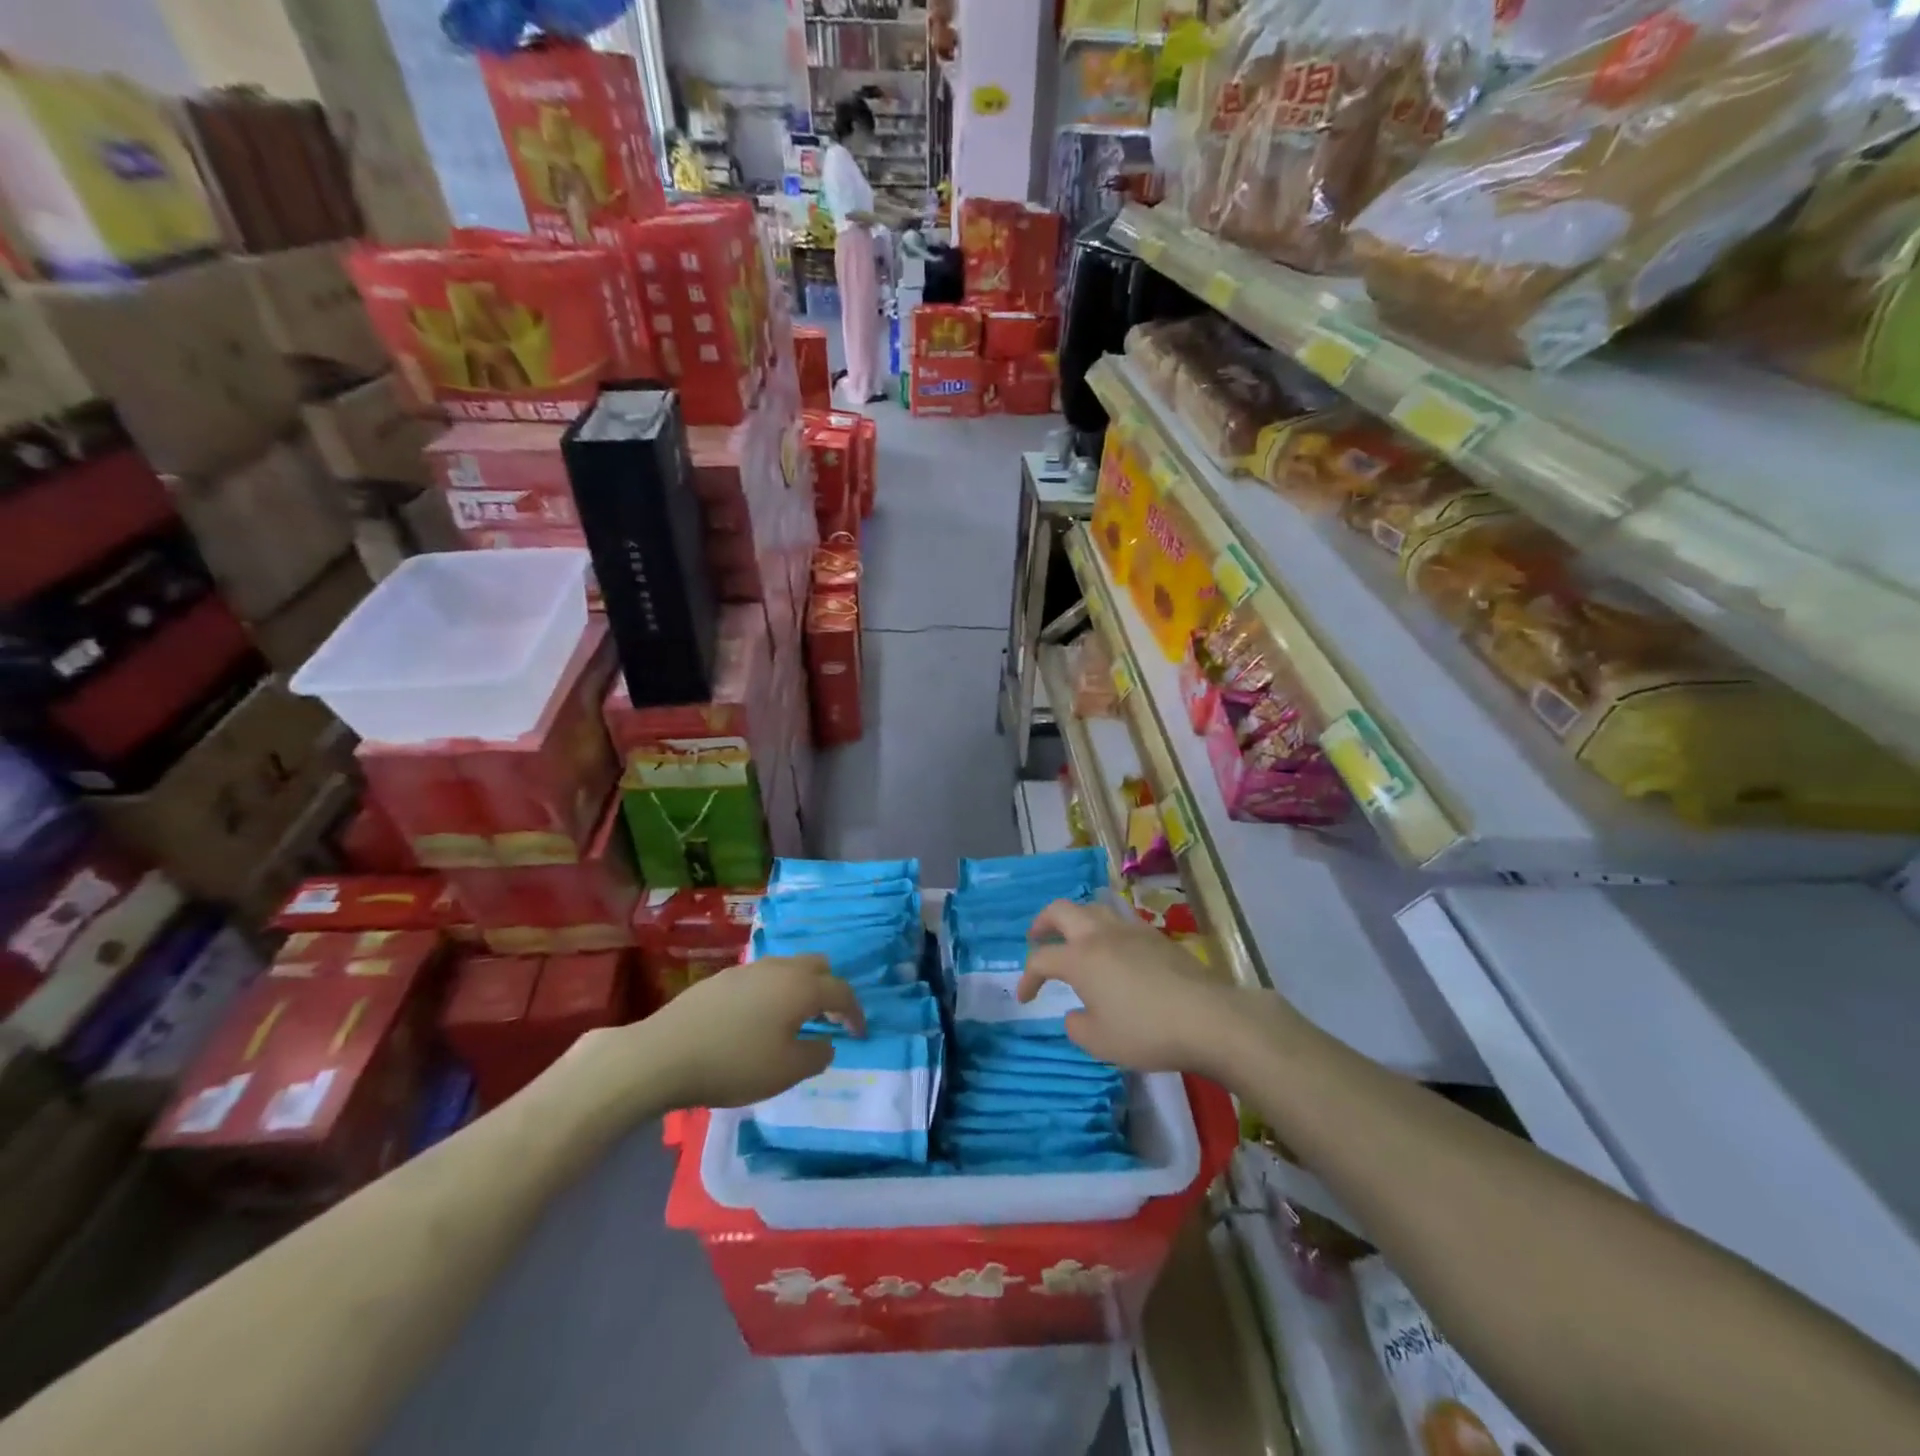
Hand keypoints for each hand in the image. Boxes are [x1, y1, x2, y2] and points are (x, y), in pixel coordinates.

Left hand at [640, 956, 865, 1109]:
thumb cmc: (734, 1063)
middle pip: (817, 966)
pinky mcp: (721, 979)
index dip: (855, 1013)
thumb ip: (816, 1055)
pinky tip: (756, 1021)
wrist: (663, 1055)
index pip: (841, 991)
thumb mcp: (786, 1071)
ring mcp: (747, 969)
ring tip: (792, 1021)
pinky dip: (772, 993)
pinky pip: (761, 978)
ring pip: (787, 968)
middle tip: (827, 1019)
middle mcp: (779, 968)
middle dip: (829, 989)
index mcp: (801, 987)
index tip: (859, 1034)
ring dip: (799, 989)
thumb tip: (825, 1043)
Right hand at [1017, 900, 1267, 1075]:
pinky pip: (1120, 922)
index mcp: (1080, 958)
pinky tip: (1113, 951)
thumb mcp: (1100, 1042)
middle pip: (1061, 910)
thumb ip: (1077, 1026)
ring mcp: (1131, 930)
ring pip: (1093, 908)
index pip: (1041, 959)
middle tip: (1036, 938)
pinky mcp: (1157, 937)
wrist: (1208, 1018)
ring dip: (1075, 920)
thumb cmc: (1146, 1031)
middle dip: (1042, 922)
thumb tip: (1076, 1013)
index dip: (1027, 977)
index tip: (1025, 997)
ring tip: (1075, 939)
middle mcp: (1101, 934)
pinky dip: (1105, 930)